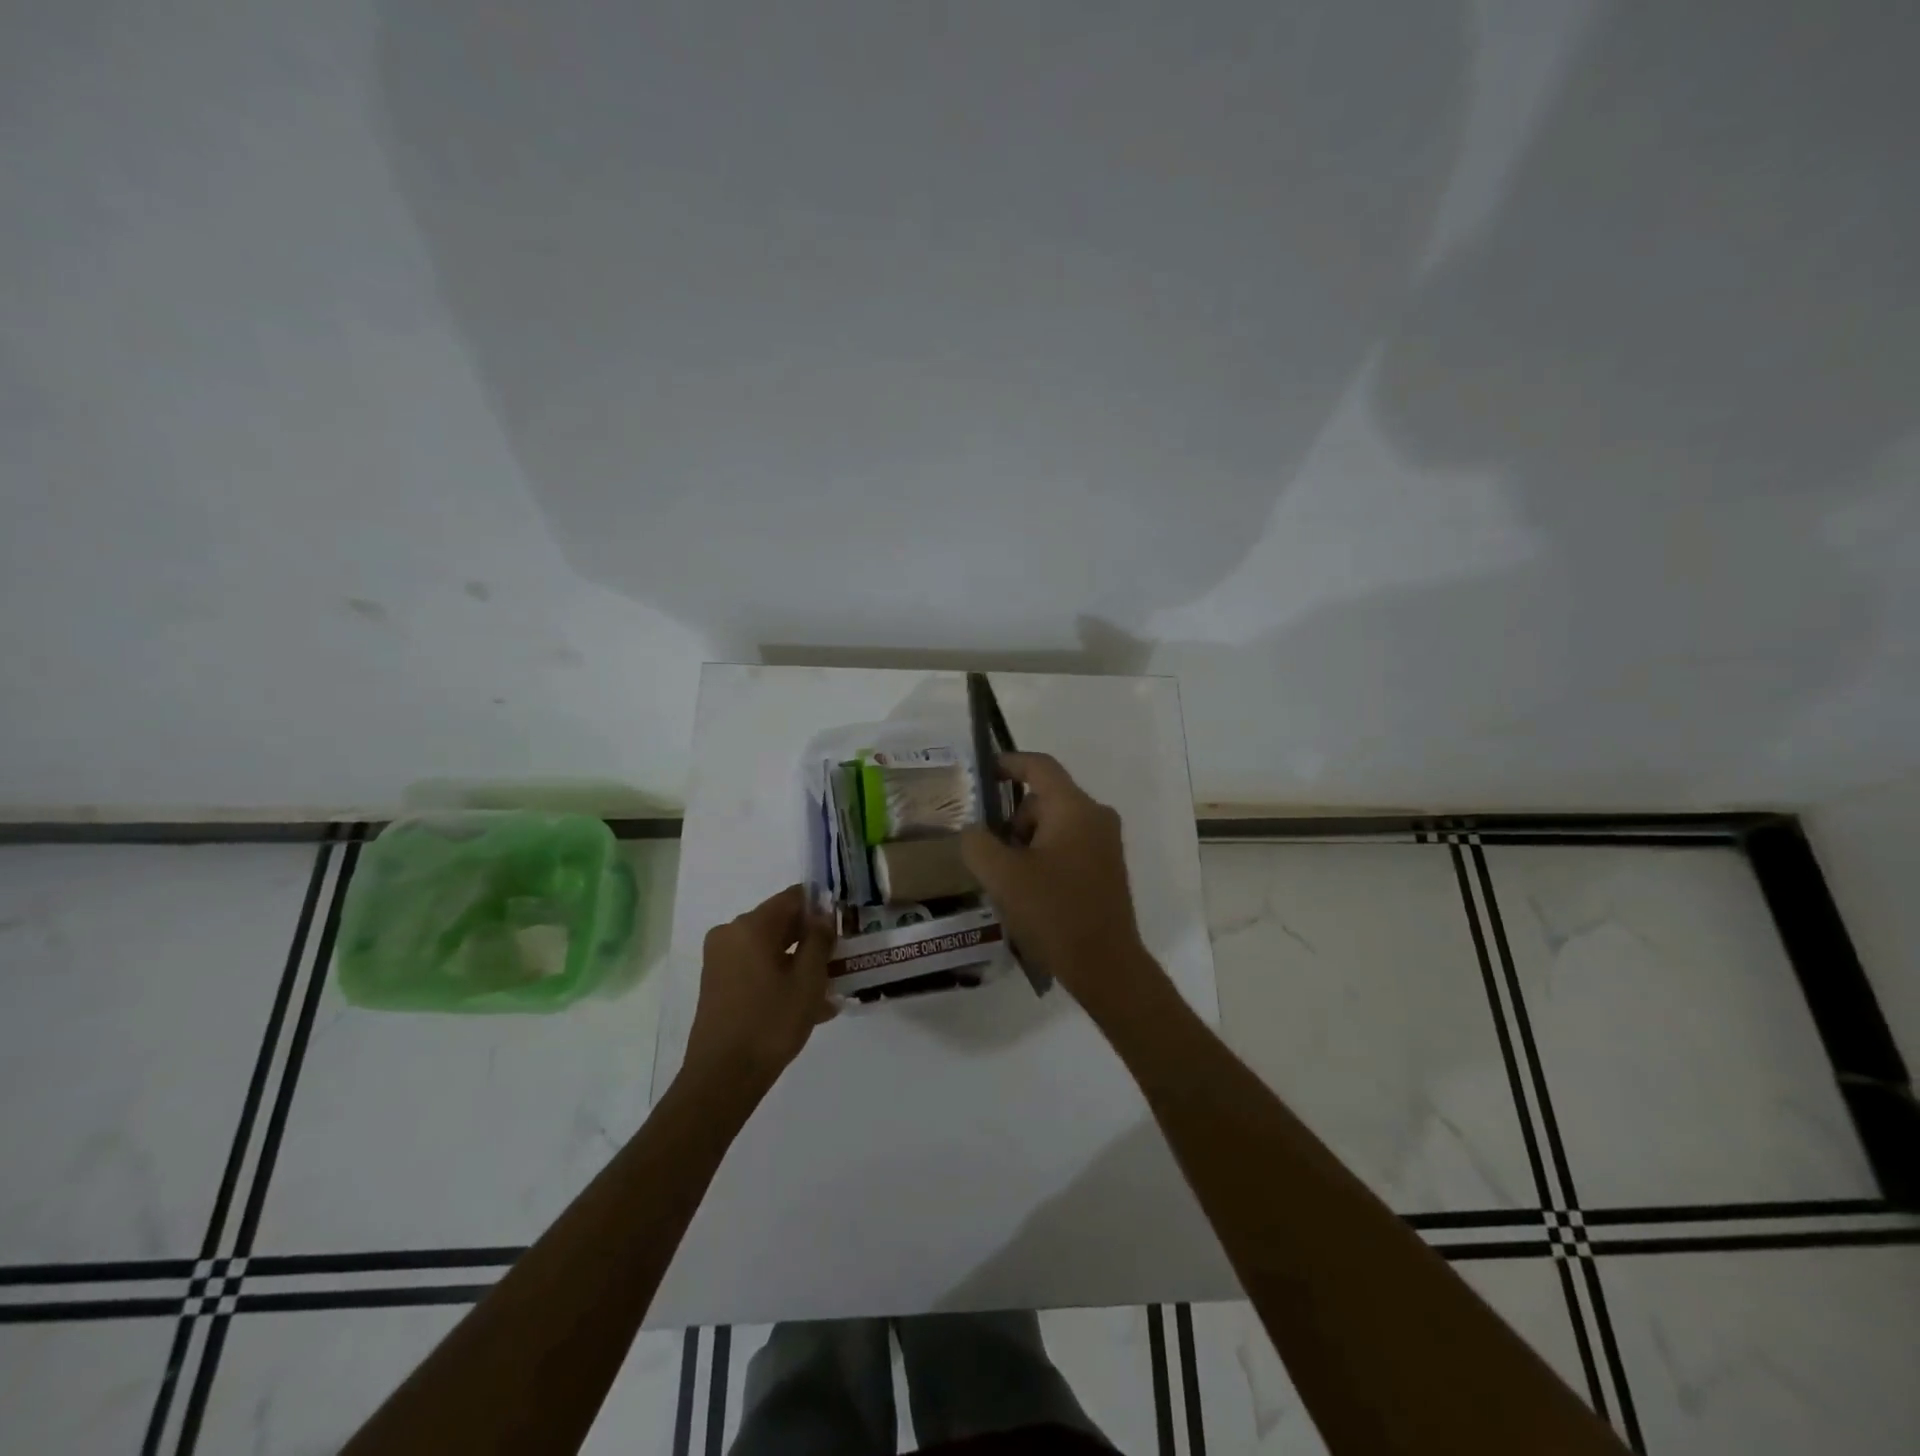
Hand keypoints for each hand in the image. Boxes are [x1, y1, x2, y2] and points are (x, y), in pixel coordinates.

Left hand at [684, 885, 836, 1095]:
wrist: (723, 1077)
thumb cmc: (770, 1023)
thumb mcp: (807, 980)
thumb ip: (819, 940)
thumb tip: (823, 915)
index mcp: (751, 926)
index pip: (793, 897)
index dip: (821, 907)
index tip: (843, 926)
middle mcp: (730, 934)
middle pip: (780, 922)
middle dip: (811, 938)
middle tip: (840, 959)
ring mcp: (720, 960)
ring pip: (770, 949)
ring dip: (798, 962)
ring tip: (829, 989)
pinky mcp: (718, 983)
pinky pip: (756, 967)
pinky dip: (780, 977)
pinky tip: (808, 1005)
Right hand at [959, 752, 1162, 1013]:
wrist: (1105, 964)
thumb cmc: (1053, 912)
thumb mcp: (1002, 876)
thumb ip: (978, 843)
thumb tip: (974, 831)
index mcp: (1074, 808)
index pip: (1039, 767)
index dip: (1009, 763)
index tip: (983, 772)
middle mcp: (1096, 816)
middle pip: (1044, 799)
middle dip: (1012, 819)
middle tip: (989, 852)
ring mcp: (1106, 843)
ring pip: (1055, 825)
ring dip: (1027, 842)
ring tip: (1008, 880)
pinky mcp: (1107, 868)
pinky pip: (1068, 845)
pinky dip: (1044, 856)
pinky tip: (1030, 891)